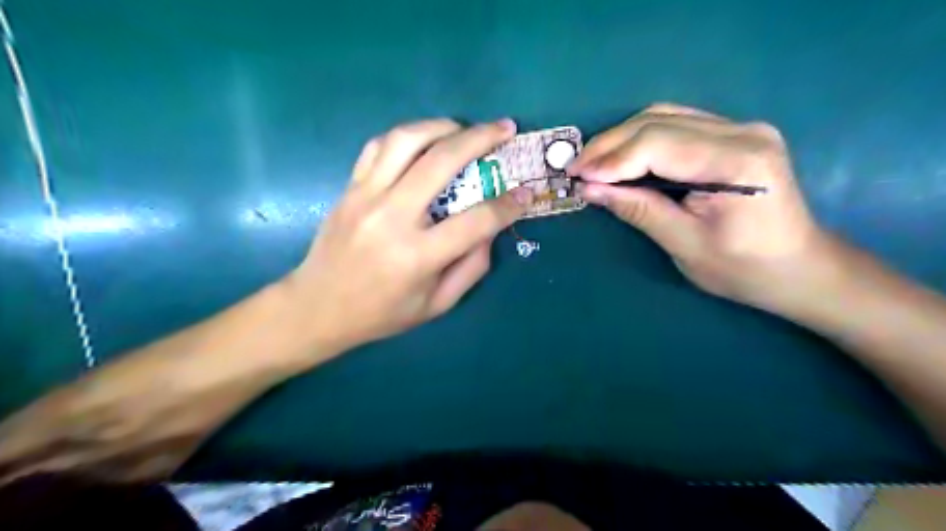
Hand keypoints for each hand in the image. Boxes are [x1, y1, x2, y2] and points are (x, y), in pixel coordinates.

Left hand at [279, 118, 531, 357]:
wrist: (317, 307)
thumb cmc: (381, 313)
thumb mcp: (436, 305)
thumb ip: (471, 267)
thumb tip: (491, 229)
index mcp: (417, 256)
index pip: (476, 220)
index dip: (508, 204)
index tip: (526, 193)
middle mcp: (391, 218)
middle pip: (442, 161)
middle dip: (481, 139)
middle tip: (504, 129)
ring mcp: (365, 197)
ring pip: (406, 140)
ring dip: (442, 126)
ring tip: (464, 129)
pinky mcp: (349, 188)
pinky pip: (378, 146)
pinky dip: (407, 135)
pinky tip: (424, 141)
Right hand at [568, 102, 828, 311]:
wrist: (798, 268)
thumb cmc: (743, 268)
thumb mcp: (684, 245)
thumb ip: (638, 209)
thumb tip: (590, 189)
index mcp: (735, 161)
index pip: (657, 145)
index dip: (611, 159)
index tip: (576, 176)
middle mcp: (741, 131)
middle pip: (657, 122)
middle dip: (609, 145)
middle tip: (576, 168)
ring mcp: (740, 128)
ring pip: (663, 116)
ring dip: (621, 138)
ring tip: (592, 162)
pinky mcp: (734, 134)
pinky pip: (675, 124)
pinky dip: (640, 139)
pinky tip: (622, 157)